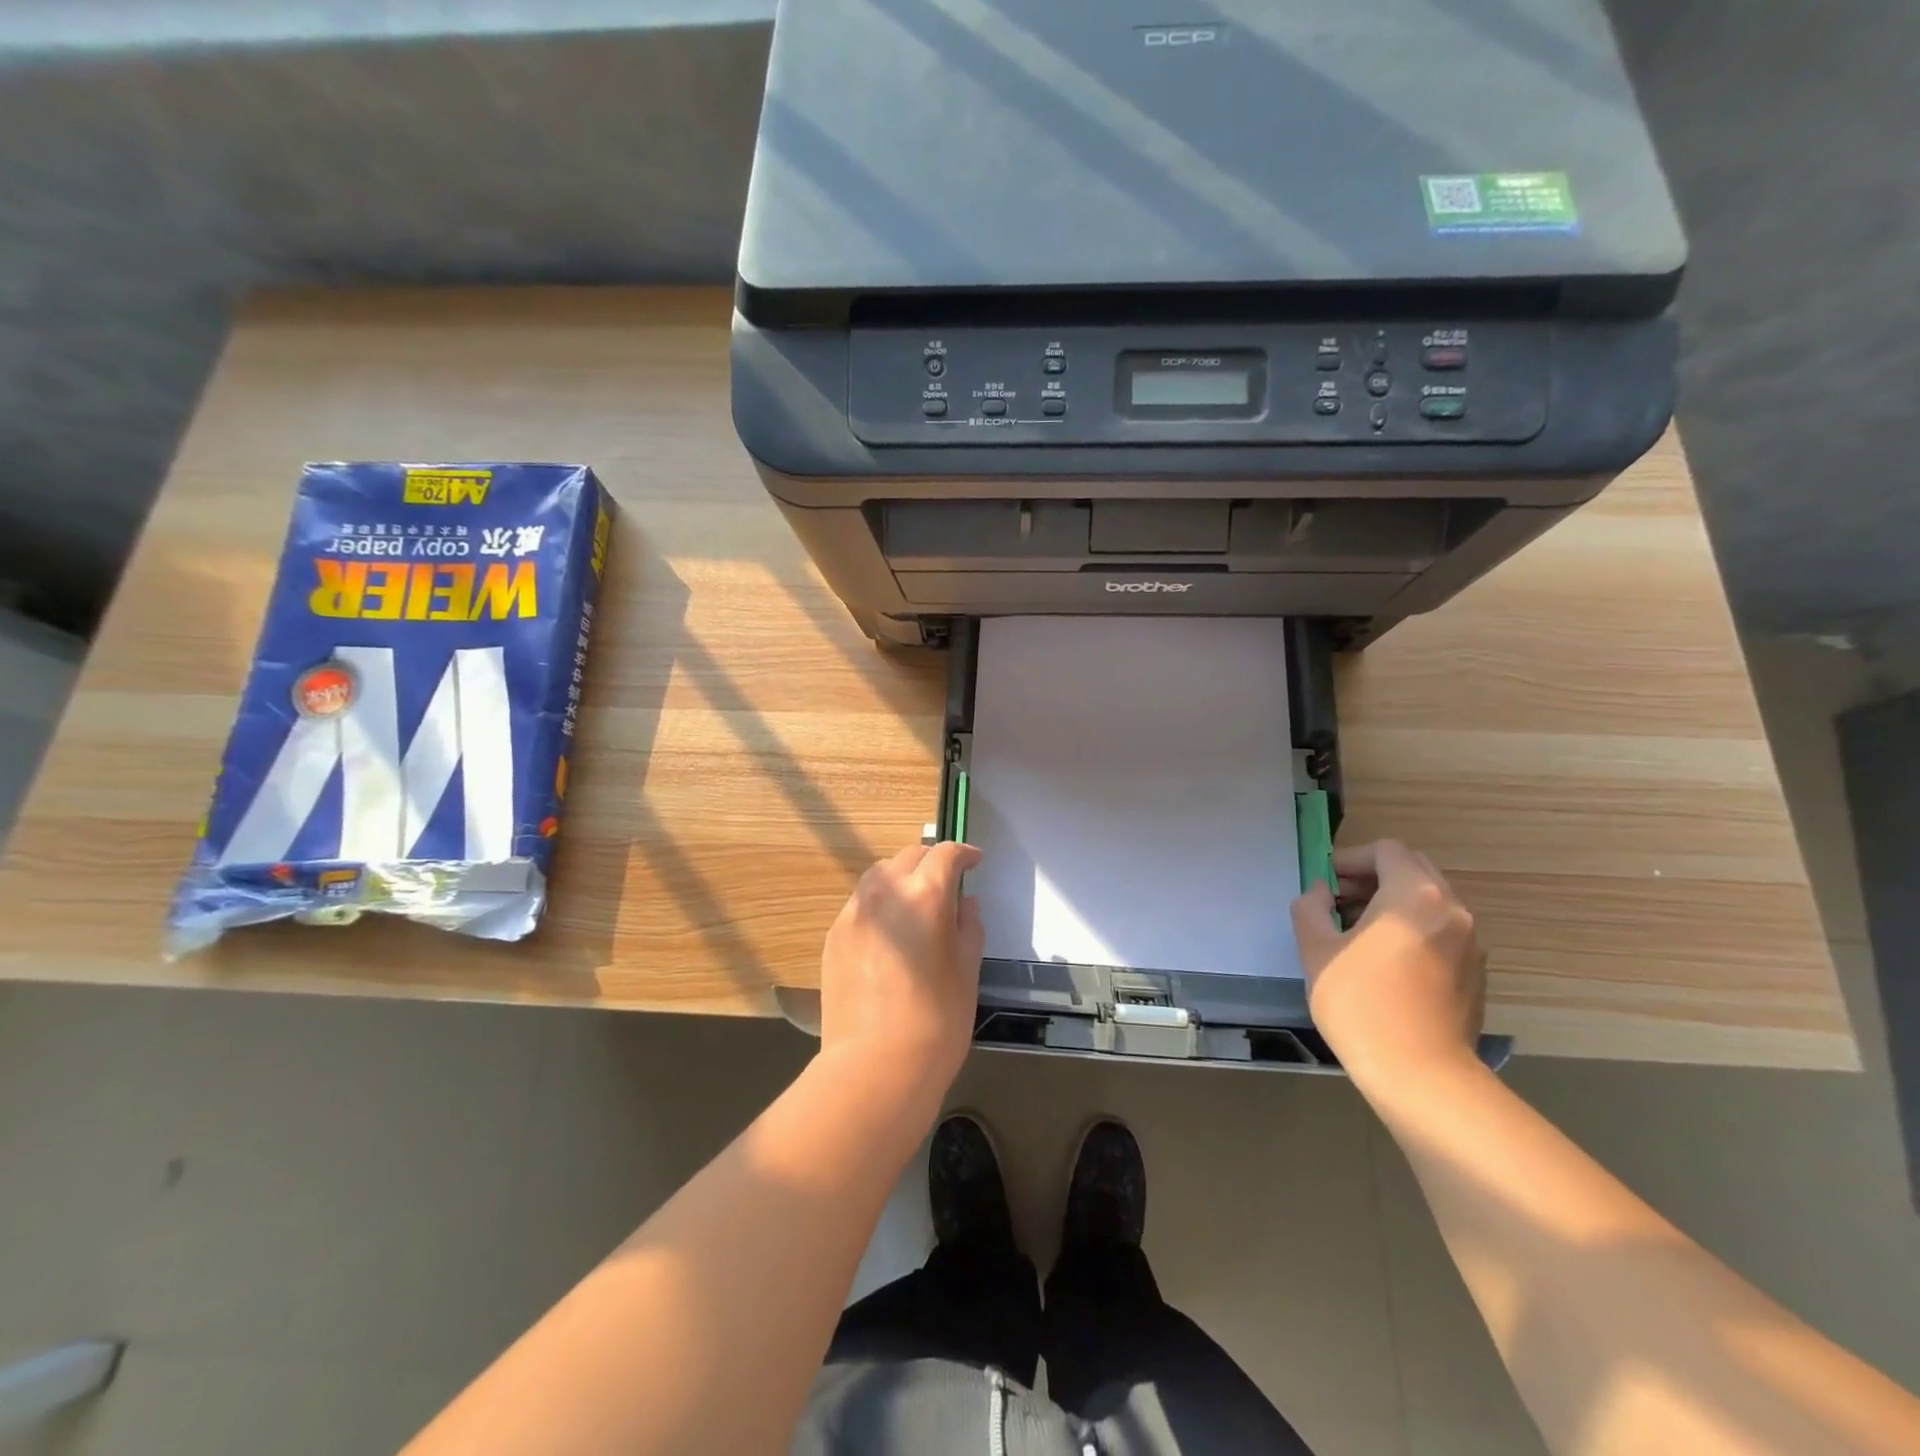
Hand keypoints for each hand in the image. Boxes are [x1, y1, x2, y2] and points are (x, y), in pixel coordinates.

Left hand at [819, 842, 985, 1093]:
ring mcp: (854, 914)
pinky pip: (861, 905)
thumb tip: (965, 905)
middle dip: (931, 862)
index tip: (975, 862)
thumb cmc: (936, 1020)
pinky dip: (880, 905)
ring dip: (901, 878)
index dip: (964, 854)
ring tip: (915, 903)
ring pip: (879, 876)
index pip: (945, 855)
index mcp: (924, 895)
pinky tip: (890, 934)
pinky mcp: (833, 937)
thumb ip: (968, 928)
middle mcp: (885, 892)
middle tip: (947, 882)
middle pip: (908, 857)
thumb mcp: (967, 971)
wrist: (876, 1066)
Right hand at [1290, 840, 1485, 1085]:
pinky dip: (1412, 927)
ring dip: (1392, 902)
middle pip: (1413, 870)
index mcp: (1415, 895)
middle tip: (1338, 901)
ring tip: (1357, 932)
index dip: (1351, 859)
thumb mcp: (1316, 950)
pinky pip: (1441, 929)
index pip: (1386, 851)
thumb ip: (1311, 908)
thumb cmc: (1360, 1004)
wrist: (1421, 1075)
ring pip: (1429, 900)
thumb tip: (1320, 894)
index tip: (1325, 883)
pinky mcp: (1476, 971)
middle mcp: (1452, 909)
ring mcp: (1471, 942)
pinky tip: (1385, 961)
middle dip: (1372, 878)